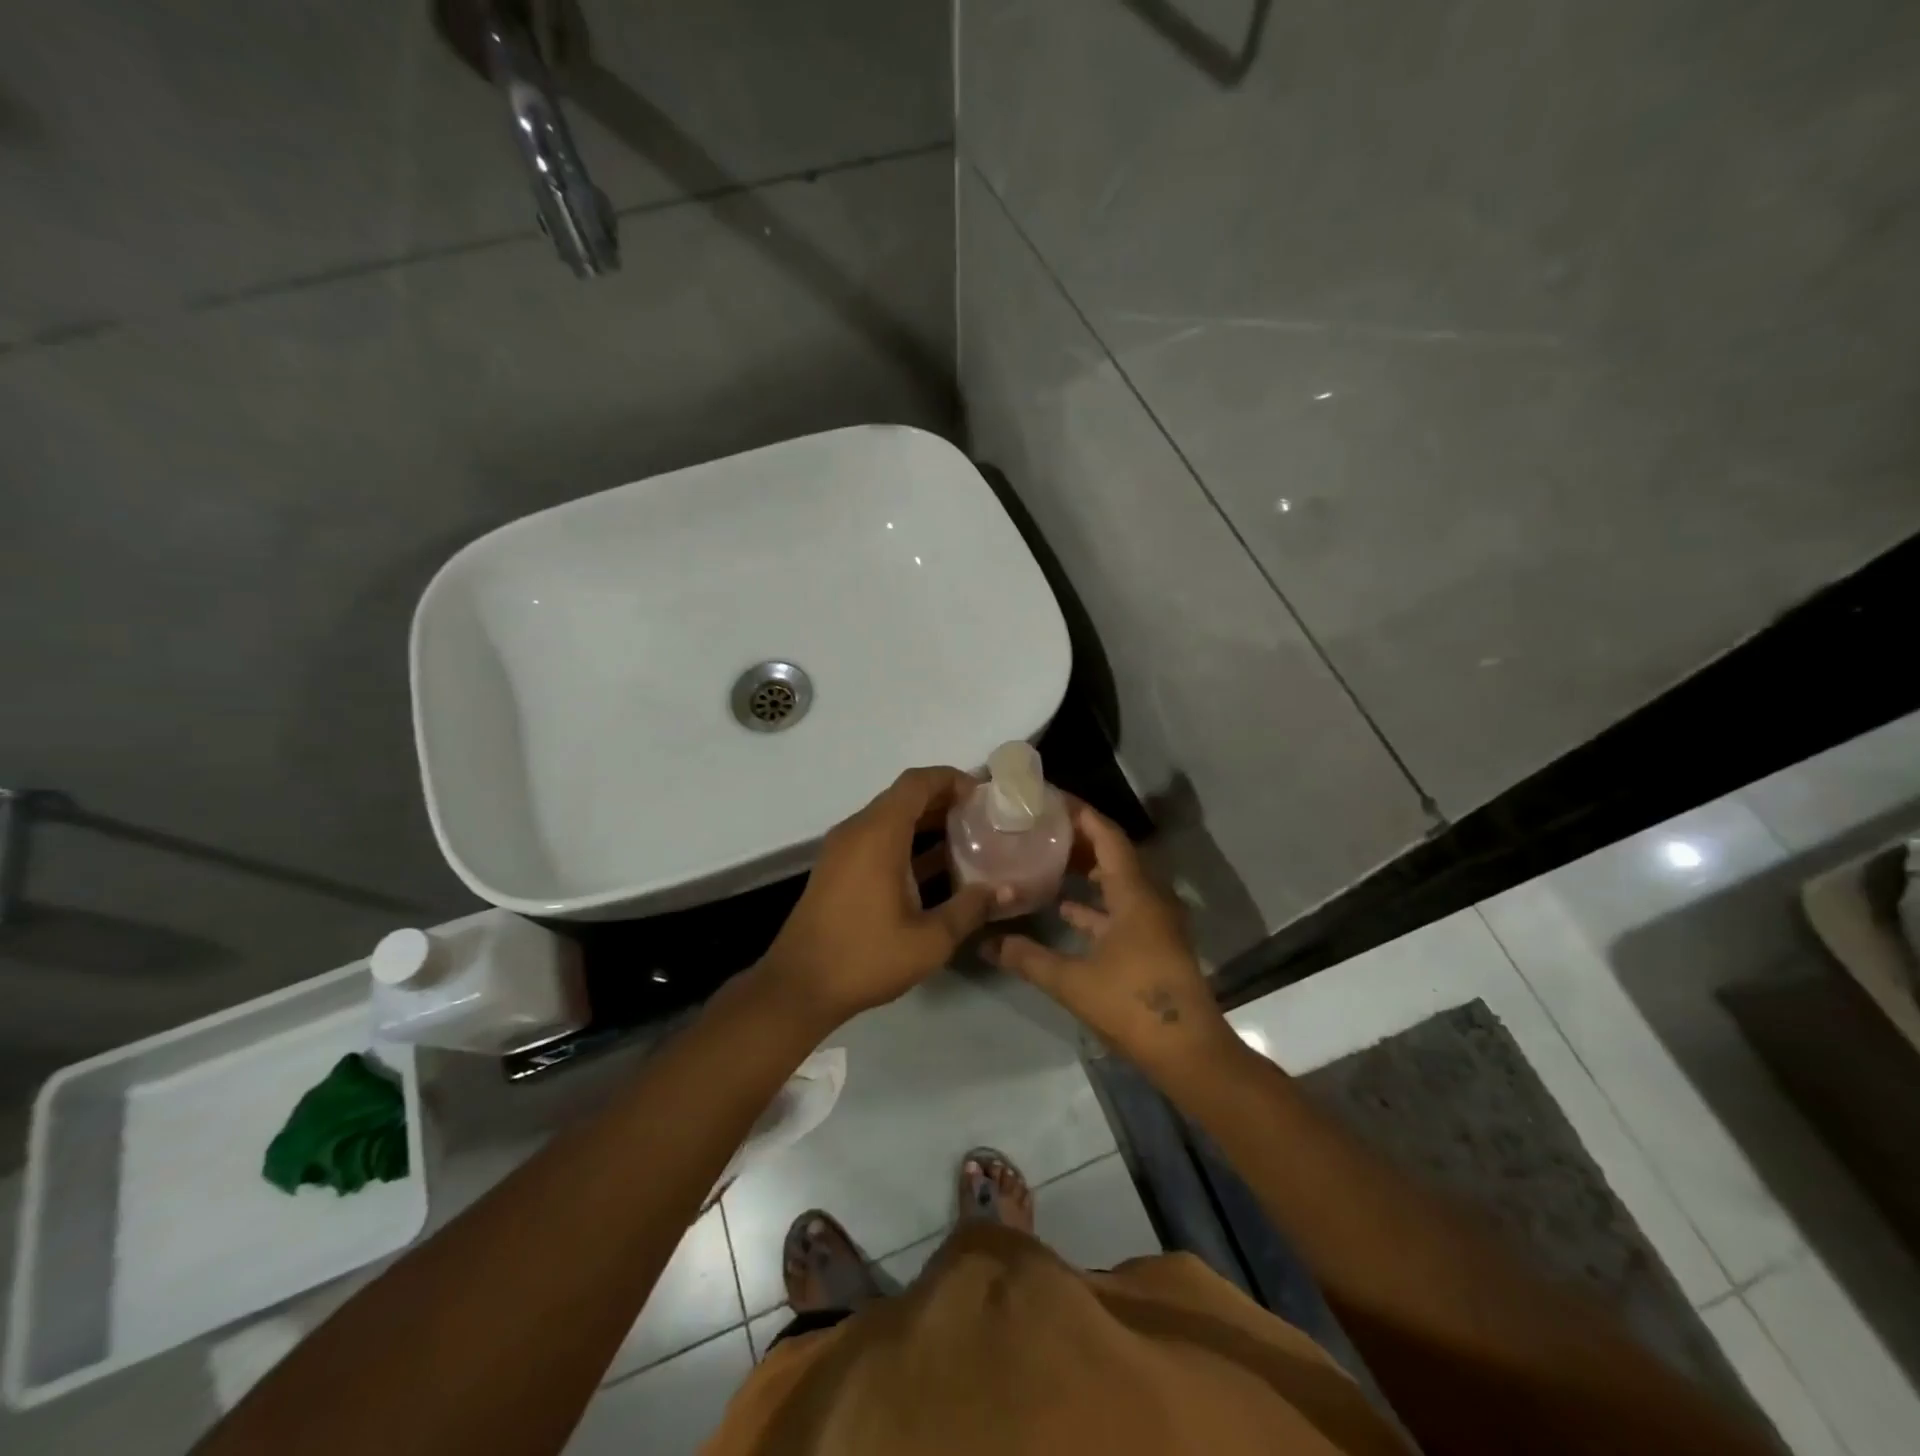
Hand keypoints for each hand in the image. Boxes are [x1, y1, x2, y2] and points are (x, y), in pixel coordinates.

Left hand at [757, 766, 998, 1029]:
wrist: (799, 987)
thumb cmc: (865, 957)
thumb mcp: (930, 940)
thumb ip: (970, 908)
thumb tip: (1005, 889)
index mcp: (878, 834)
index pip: (917, 783)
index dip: (951, 779)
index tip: (983, 796)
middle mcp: (857, 831)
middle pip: (904, 797)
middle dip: (944, 800)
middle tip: (982, 817)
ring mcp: (843, 849)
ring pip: (890, 818)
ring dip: (926, 822)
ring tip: (967, 839)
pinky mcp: (837, 869)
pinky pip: (876, 839)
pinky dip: (906, 842)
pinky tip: (935, 867)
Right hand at [984, 802, 1233, 1073]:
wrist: (1188, 1052)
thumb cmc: (1132, 1005)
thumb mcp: (1072, 981)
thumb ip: (1027, 958)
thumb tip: (986, 943)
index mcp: (1134, 894)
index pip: (1107, 836)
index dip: (1080, 814)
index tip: (1048, 799)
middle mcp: (1149, 898)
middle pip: (1113, 853)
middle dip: (1077, 838)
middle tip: (1039, 826)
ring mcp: (1154, 921)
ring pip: (1117, 881)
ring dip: (1086, 869)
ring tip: (1046, 858)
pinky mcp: (1153, 943)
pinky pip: (1121, 907)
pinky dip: (1094, 903)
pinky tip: (1064, 909)